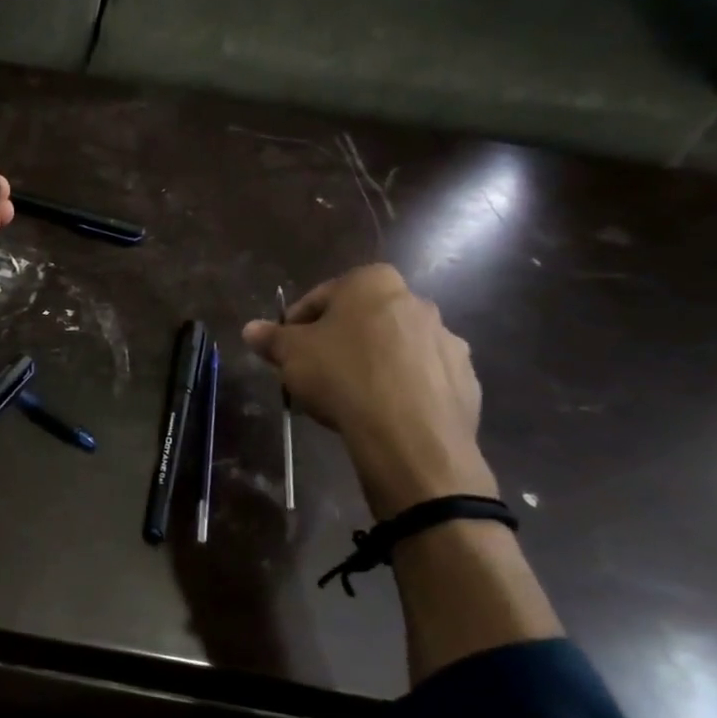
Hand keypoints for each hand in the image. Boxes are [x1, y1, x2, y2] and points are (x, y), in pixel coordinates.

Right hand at [242, 264, 494, 517]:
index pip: (322, 296)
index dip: (297, 324)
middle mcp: (416, 302)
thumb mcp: (290, 354)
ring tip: (347, 398)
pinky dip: (400, 389)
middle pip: (362, 321)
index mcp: (373, 283)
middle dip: (337, 343)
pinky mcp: (465, 379)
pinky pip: (420, 378)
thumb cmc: (343, 376)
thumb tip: (251, 329)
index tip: (286, 351)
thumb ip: (271, 338)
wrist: (410, 434)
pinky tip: (379, 413)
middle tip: (313, 373)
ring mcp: (447, 341)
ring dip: (371, 365)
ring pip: (394, 349)